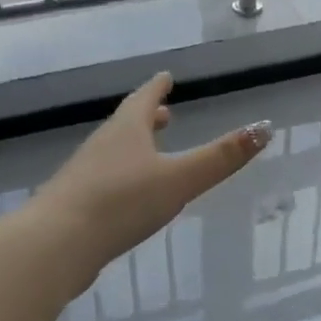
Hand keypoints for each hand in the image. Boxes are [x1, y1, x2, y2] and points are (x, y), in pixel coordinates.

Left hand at [32, 72, 270, 287]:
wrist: (55, 245)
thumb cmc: (122, 202)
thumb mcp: (180, 179)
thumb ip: (221, 157)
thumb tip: (265, 127)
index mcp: (127, 130)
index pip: (145, 98)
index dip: (158, 87)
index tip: (165, 76)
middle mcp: (103, 145)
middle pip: (128, 124)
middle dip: (148, 117)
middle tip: (165, 113)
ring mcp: (84, 174)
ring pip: (115, 151)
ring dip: (134, 146)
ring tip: (151, 151)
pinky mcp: (75, 204)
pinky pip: (104, 179)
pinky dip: (121, 175)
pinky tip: (128, 196)